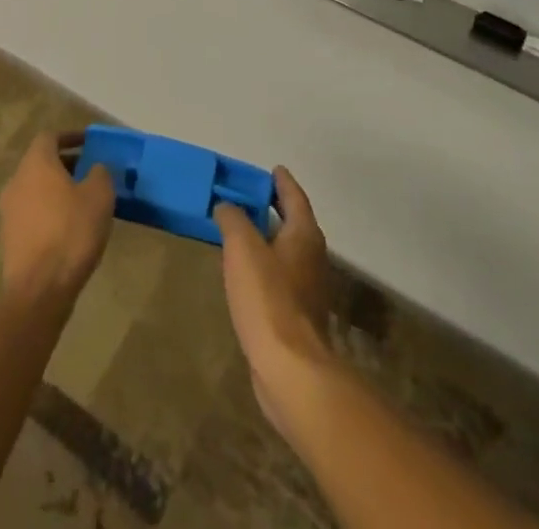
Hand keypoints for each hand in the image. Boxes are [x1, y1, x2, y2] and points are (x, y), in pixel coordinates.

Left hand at [0, 131, 115, 305]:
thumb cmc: (71, 232)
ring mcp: (9, 211)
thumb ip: (100, 173)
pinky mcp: (9, 238)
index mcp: (36, 164)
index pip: (49, 137)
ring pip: (35, 188)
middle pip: (40, 162)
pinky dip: (49, 211)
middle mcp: (16, 181)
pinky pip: (31, 212)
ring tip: (83, 201)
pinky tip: (68, 227)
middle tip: (90, 172)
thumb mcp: (99, 196)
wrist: (39, 290)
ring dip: (57, 188)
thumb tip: (95, 167)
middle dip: (66, 163)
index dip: (70, 136)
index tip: (89, 144)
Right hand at [214, 167, 335, 436]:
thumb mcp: (243, 248)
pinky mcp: (299, 317)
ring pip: (289, 251)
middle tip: (252, 197)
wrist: (290, 370)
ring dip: (270, 239)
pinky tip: (248, 274)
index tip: (272, 169)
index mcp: (304, 234)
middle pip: (295, 223)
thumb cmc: (268, 298)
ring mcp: (309, 289)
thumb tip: (226, 205)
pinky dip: (267, 266)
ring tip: (244, 232)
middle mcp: (313, 257)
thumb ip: (233, 219)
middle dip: (276, 208)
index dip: (282, 181)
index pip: (294, 196)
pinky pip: (282, 277)